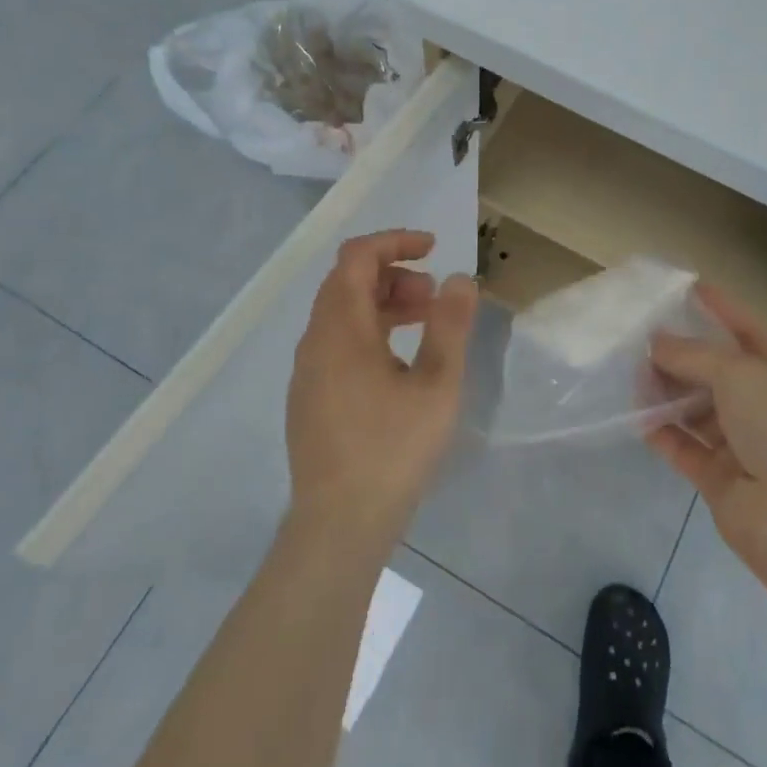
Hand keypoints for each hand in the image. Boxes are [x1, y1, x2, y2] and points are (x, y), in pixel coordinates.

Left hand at [285, 229, 478, 550]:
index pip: (357, 257)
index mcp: (341, 329)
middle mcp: (315, 341)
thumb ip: (449, 326)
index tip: (433, 248)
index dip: (395, 241)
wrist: (339, 525)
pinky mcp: (309, 398)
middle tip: (434, 296)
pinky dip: (368, 331)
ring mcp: (308, 372)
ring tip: (424, 323)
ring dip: (382, 303)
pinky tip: (398, 364)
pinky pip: (336, 342)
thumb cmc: (393, 449)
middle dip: (393, 274)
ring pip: (341, 314)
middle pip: (347, 282)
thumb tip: (459, 279)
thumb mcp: (436, 385)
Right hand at [647, 285, 766, 588]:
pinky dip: (663, 432)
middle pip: (720, 374)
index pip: (752, 332)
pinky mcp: (721, 480)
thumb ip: (694, 355)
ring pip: (699, 410)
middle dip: (685, 355)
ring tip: (633, 373)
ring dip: (669, 393)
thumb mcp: (741, 374)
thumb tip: (656, 342)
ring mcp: (747, 448)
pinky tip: (635, 415)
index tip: (689, 288)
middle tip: (644, 337)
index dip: (723, 309)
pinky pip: (686, 448)